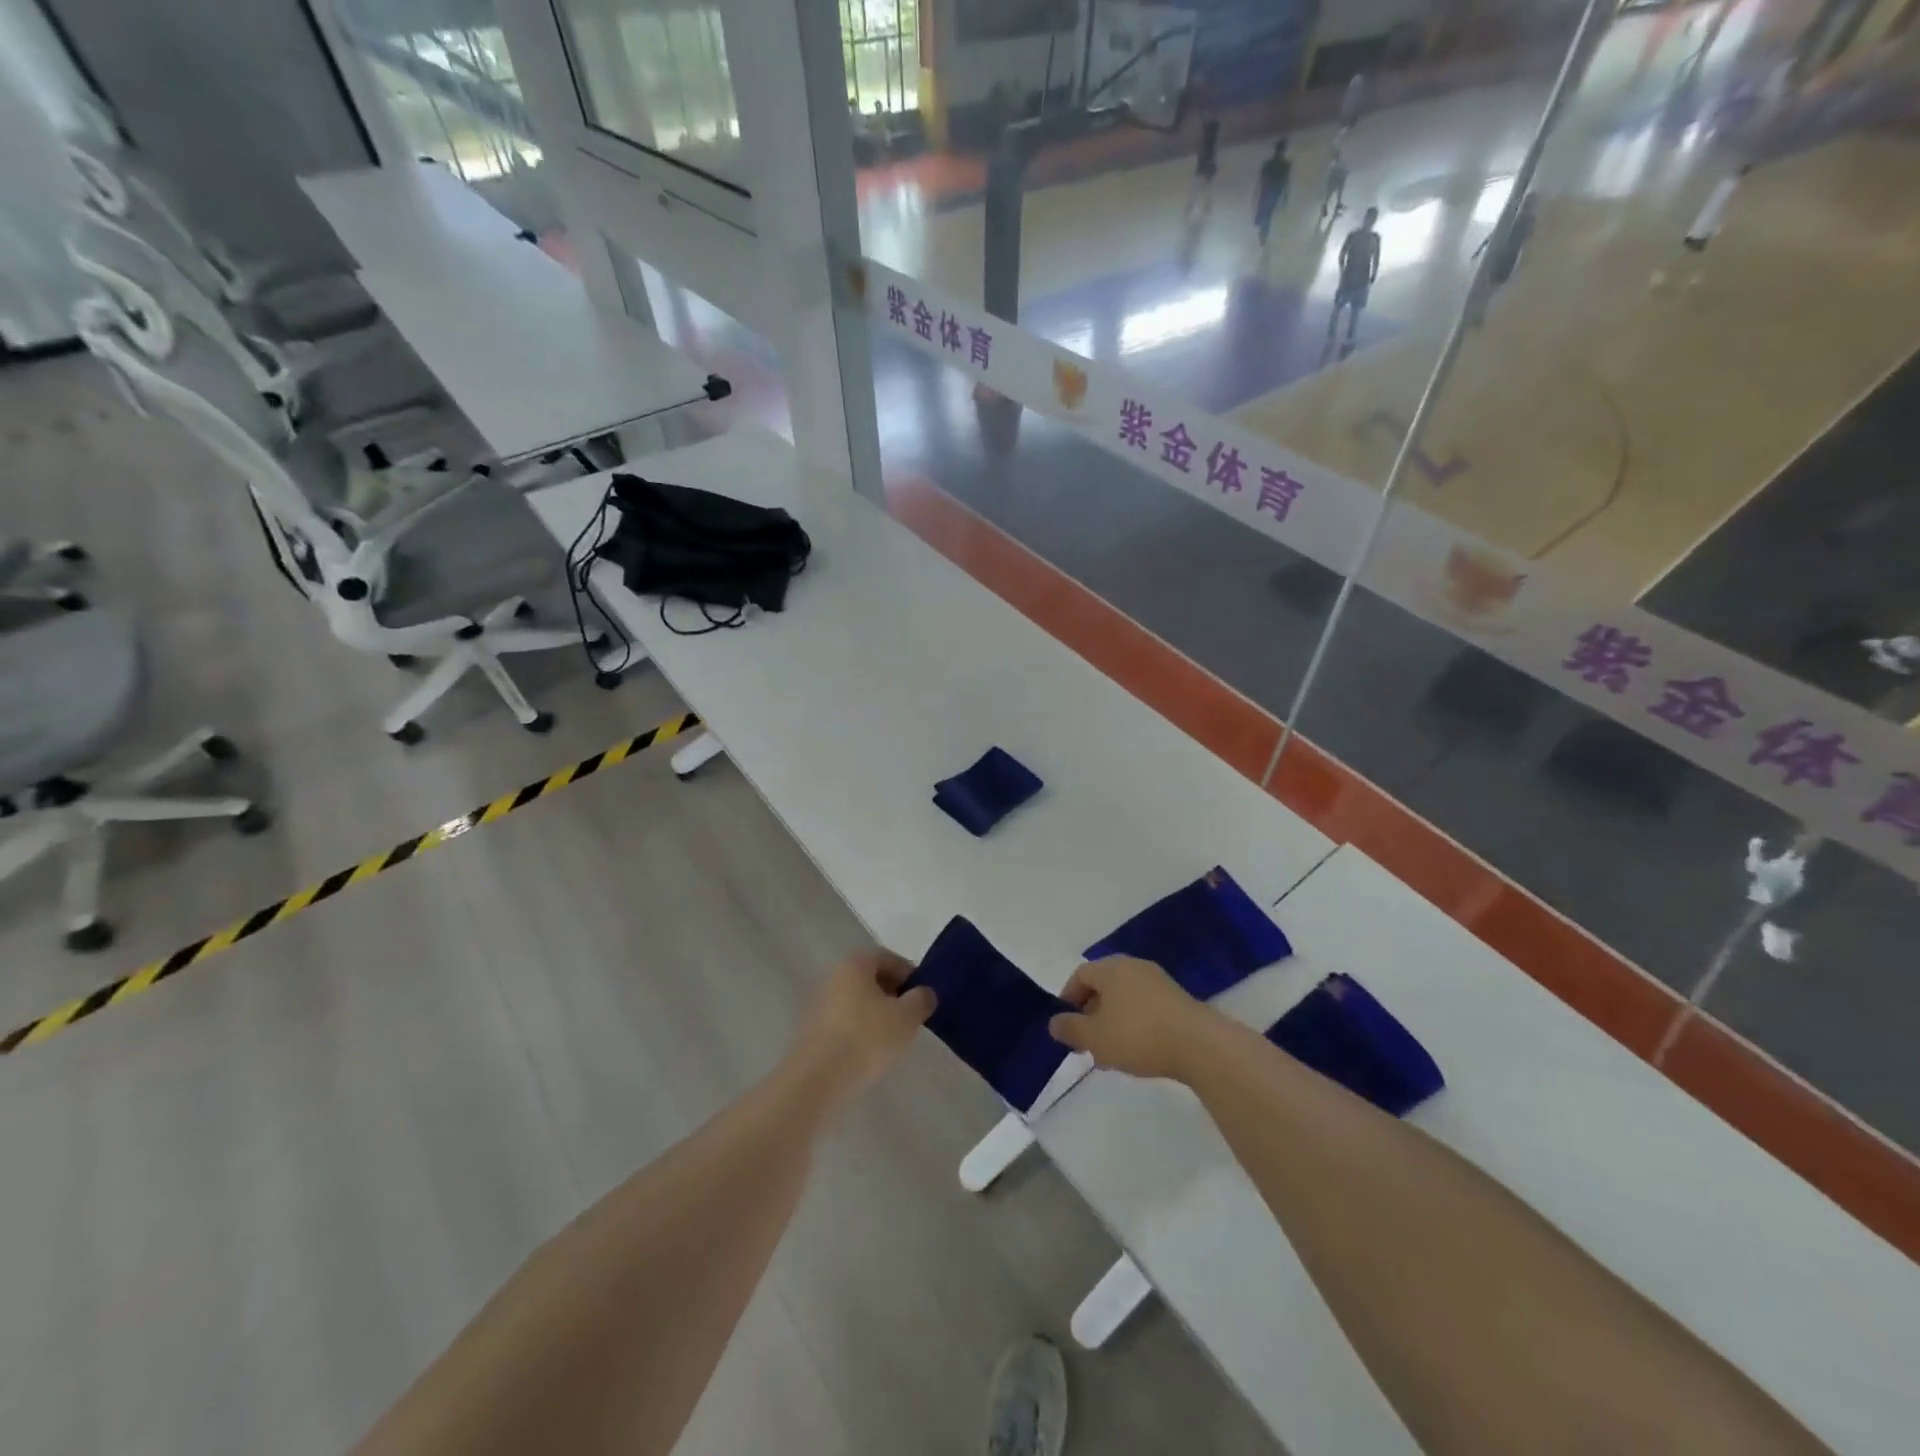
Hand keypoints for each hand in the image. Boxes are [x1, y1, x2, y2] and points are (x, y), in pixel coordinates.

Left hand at [789, 948, 935, 1104]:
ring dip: (876, 1014)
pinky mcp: (812, 1031)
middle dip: (892, 994)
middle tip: (910, 1017)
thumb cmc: (866, 1038)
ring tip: (892, 1039)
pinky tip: (870, 1054)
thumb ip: (921, 1000)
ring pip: (856, 1001)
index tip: (922, 996)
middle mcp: (833, 977)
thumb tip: (924, 993)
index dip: (909, 974)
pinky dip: (859, 1031)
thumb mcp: (907, 1017)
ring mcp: (818, 1004)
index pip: (887, 958)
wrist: (817, 1080)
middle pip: (870, 978)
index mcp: (854, 964)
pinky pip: (844, 1022)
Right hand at [1048, 956, 1217, 1081]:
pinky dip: (1135, 1025)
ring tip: (1111, 1055)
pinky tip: (1138, 1052)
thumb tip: (1054, 1022)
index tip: (1065, 1026)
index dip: (1067, 999)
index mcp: (1111, 968)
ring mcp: (1158, 982)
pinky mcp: (1177, 1000)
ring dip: (1112, 1023)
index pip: (1080, 975)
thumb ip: (1070, 1028)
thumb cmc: (1138, 1035)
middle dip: (1090, 1015)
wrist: (1199, 1044)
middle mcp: (1133, 967)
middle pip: (1103, 986)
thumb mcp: (1095, 1037)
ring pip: (1124, 999)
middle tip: (1086, 1044)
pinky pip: (1145, 1008)